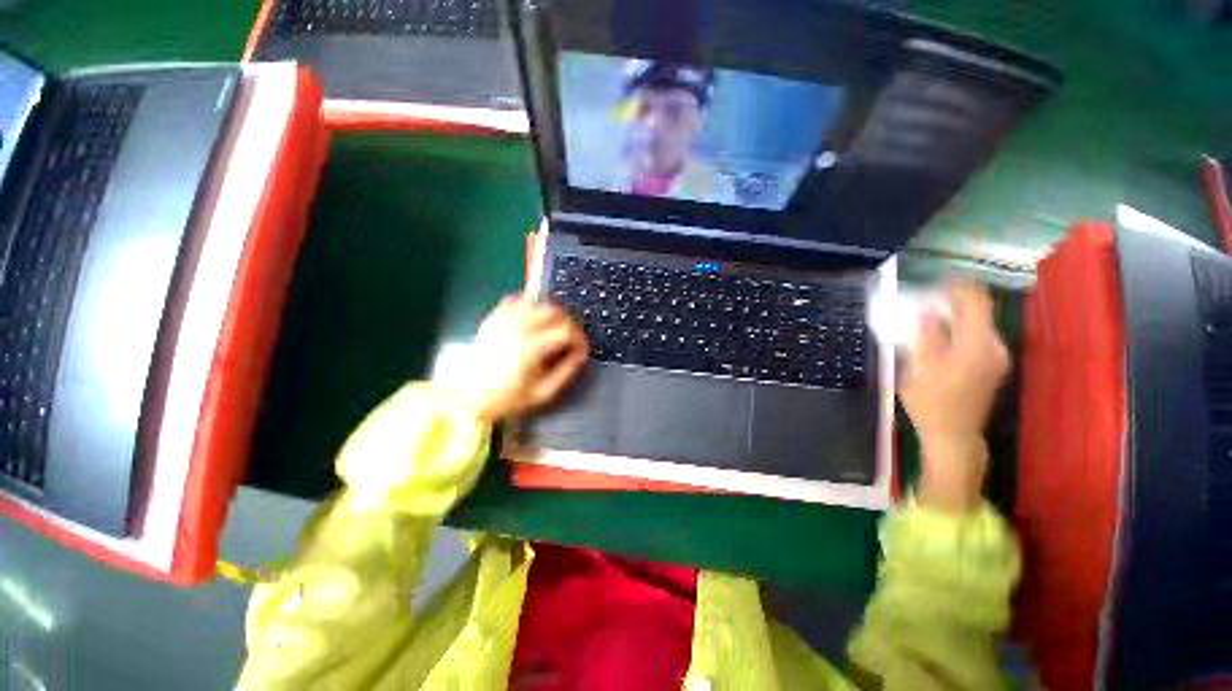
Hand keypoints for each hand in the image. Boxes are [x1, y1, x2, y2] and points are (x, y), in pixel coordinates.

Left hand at [444, 295, 588, 422]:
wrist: (469, 397)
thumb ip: (566, 372)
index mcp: (532, 347)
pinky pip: (516, 300)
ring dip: (552, 313)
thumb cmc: (508, 398)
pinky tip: (533, 319)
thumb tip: (581, 355)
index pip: (567, 330)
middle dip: (569, 324)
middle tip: (570, 340)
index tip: (581, 350)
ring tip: (554, 329)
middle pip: (555, 311)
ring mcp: (504, 320)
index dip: (580, 339)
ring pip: (538, 302)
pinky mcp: (493, 318)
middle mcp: (519, 328)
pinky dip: (530, 305)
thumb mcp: (542, 393)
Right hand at [898, 281, 1009, 512]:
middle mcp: (994, 347)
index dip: (959, 286)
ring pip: (978, 324)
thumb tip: (928, 311)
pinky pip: (978, 336)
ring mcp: (996, 357)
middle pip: (978, 311)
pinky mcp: (992, 366)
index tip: (937, 280)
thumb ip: (925, 337)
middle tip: (925, 299)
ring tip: (928, 316)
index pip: (976, 302)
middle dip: (953, 301)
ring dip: (955, 315)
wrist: (954, 436)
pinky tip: (940, 336)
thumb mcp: (918, 369)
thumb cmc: (931, 404)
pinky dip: (960, 329)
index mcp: (976, 346)